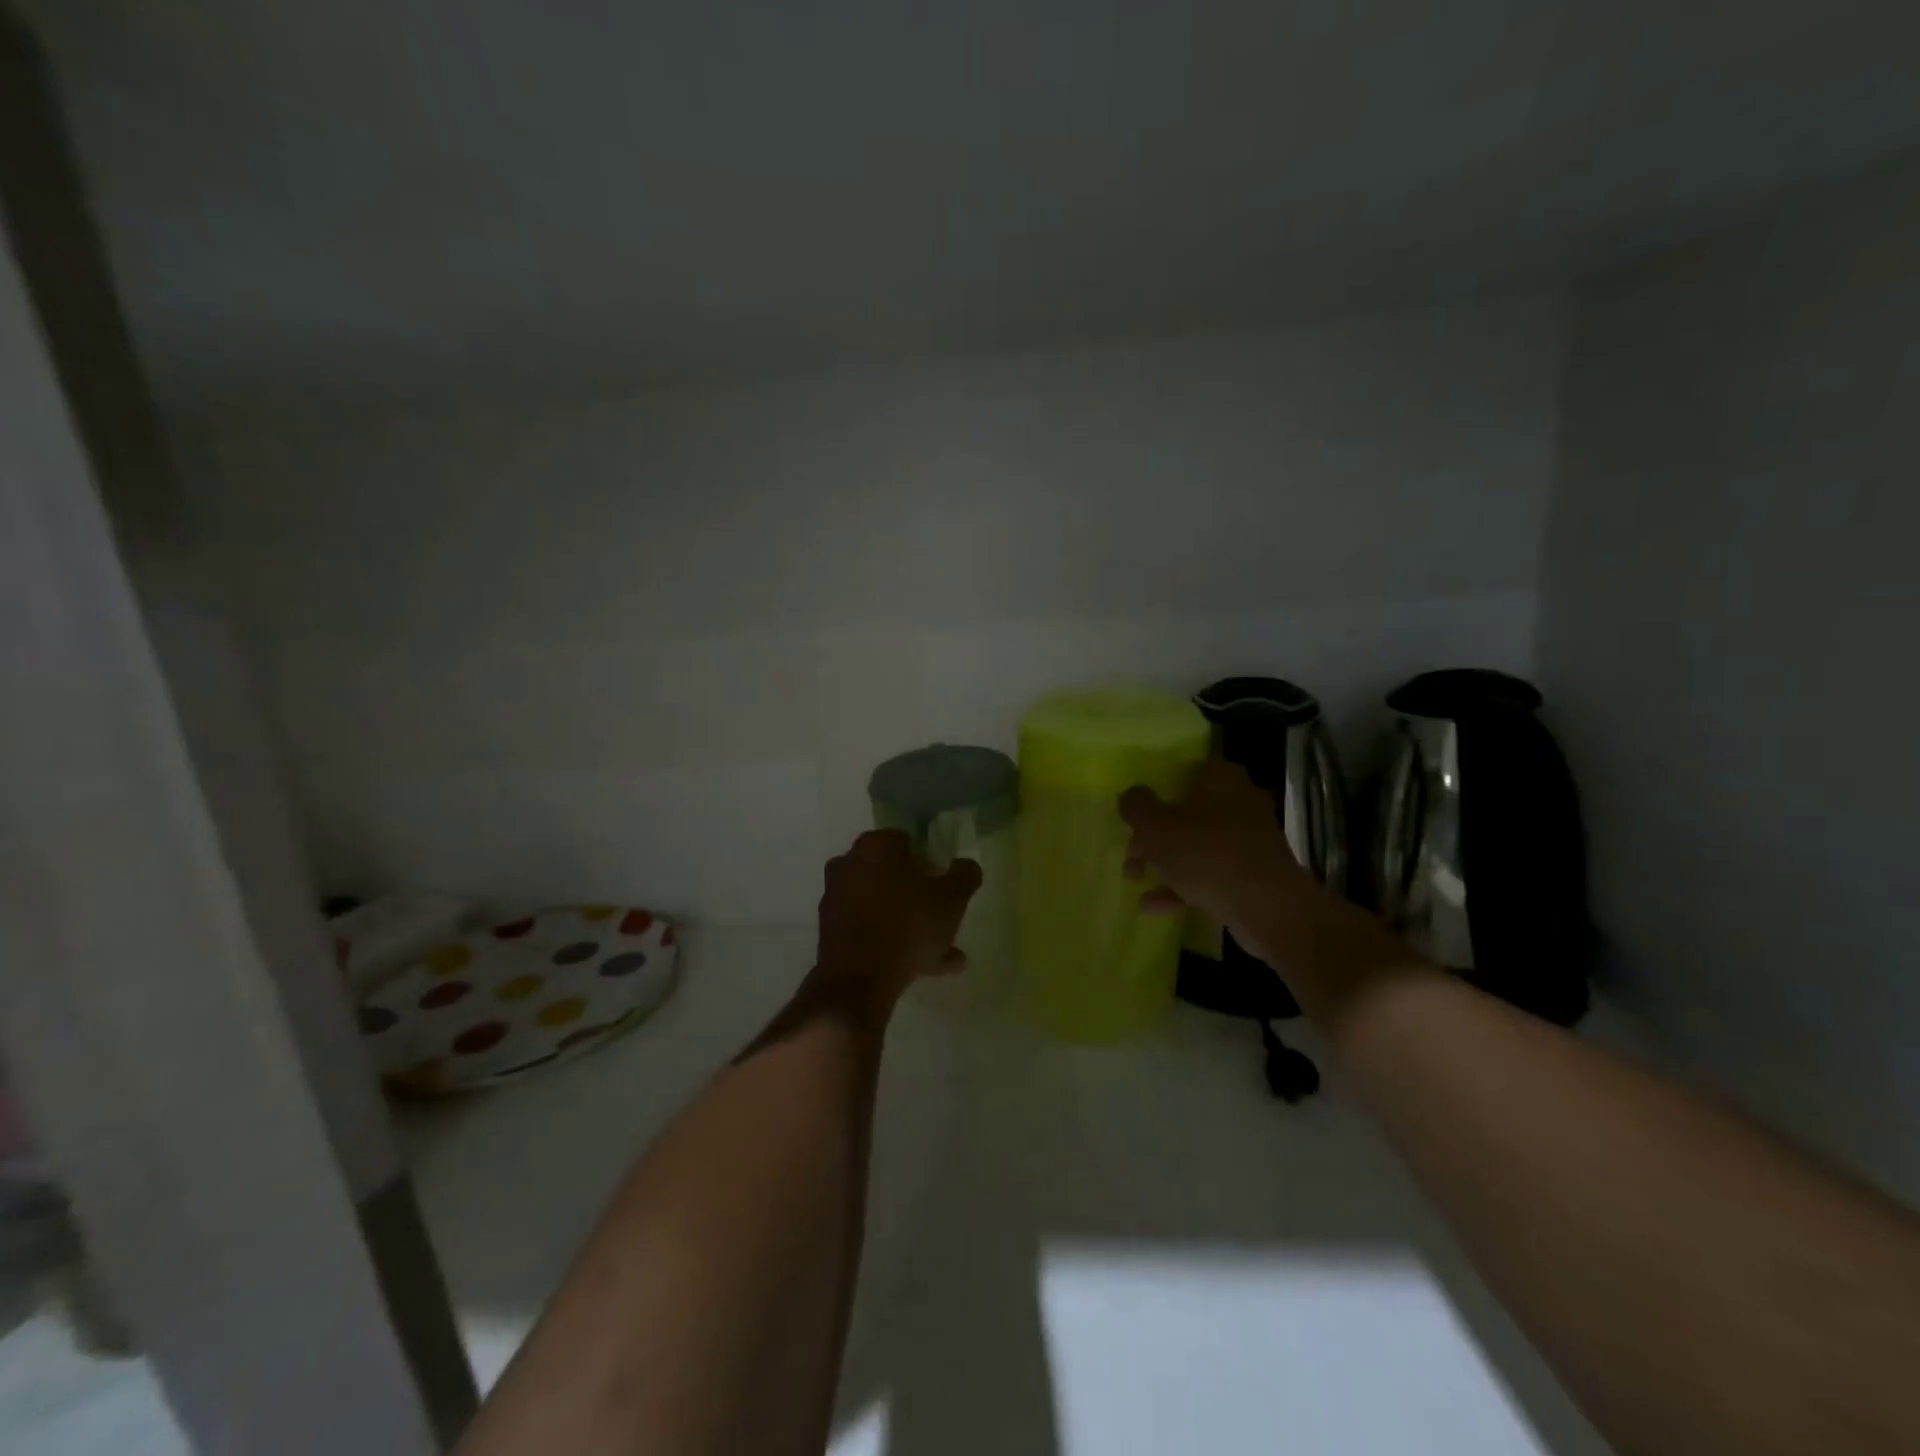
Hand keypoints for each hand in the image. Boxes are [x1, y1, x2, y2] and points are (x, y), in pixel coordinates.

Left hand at [813, 830, 982, 1013]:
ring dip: (910, 924)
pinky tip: (924, 968)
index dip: (930, 862)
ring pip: (883, 906)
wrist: (858, 981)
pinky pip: (870, 930)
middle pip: (892, 874)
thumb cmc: (908, 925)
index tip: (944, 884)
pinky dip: (892, 942)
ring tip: (943, 953)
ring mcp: (835, 898)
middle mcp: (848, 864)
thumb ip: (964, 875)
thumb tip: (965, 865)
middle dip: (919, 895)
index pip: (907, 842)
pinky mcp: (830, 931)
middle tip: (943, 917)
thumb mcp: (952, 898)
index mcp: (875, 845)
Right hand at [1119, 759, 1303, 926]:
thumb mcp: (1157, 827)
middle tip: (1131, 852)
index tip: (1138, 803)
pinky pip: (1208, 874)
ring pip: (1196, 845)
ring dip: (1163, 862)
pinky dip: (1181, 887)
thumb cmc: (1207, 854)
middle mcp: (1239, 803)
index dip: (1159, 783)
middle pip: (1186, 811)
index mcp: (1221, 779)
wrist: (1267, 909)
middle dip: (1153, 834)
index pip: (1188, 768)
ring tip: (1134, 879)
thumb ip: (1137, 807)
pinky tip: (1152, 905)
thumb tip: (1130, 796)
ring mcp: (1248, 842)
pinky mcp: (1251, 876)